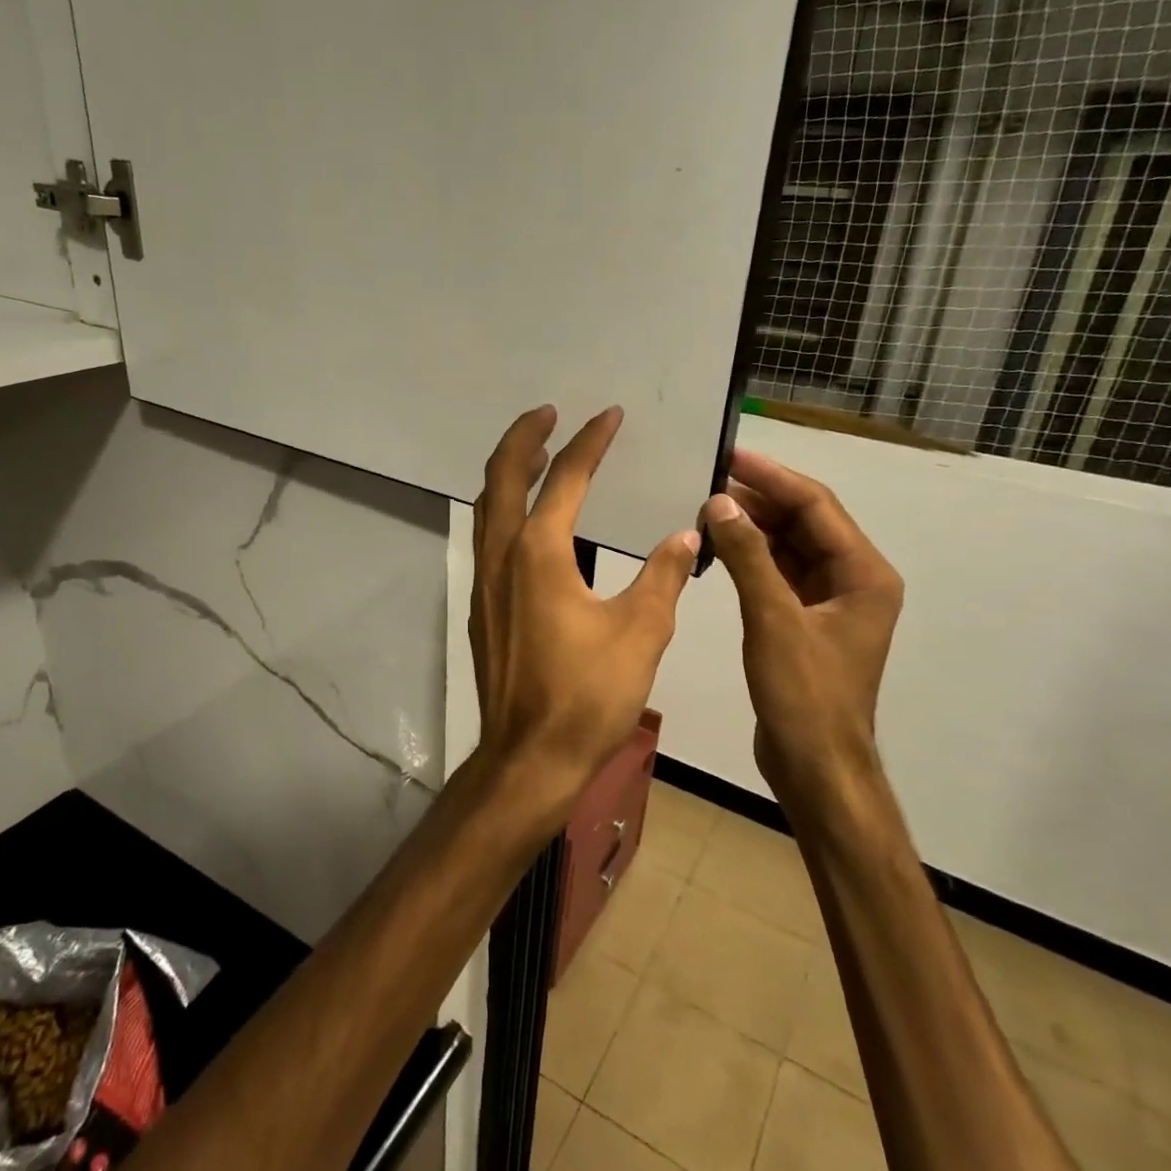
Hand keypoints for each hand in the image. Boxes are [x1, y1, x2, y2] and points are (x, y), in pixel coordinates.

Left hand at [470, 405, 698, 827]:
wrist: (529, 756)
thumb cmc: (587, 695)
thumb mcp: (641, 631)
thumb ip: (664, 575)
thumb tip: (687, 533)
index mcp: (539, 552)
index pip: (565, 478)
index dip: (590, 441)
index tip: (609, 415)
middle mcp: (502, 556)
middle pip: (501, 476)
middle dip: (524, 438)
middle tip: (549, 414)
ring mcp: (485, 582)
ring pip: (487, 507)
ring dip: (510, 473)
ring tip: (539, 456)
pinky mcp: (482, 607)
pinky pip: (488, 538)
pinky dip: (505, 510)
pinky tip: (530, 524)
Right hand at [701, 448, 902, 798]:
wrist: (815, 766)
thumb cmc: (804, 695)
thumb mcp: (772, 621)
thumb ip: (748, 558)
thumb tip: (719, 502)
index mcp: (864, 574)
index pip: (817, 507)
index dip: (773, 478)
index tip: (730, 455)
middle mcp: (854, 580)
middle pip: (805, 523)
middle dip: (760, 500)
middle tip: (708, 478)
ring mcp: (830, 602)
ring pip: (790, 548)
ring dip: (753, 528)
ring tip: (707, 507)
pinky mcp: (805, 622)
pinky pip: (779, 574)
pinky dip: (751, 559)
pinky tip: (719, 547)